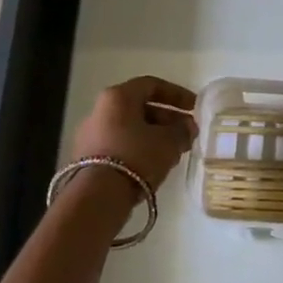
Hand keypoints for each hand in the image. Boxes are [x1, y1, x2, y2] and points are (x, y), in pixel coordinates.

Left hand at [71, 76, 198, 190]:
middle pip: (140, 107)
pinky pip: (120, 145)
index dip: (177, 94)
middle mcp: (100, 110)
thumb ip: (183, 130)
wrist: (97, 196)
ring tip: (175, 152)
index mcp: (118, 96)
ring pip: (130, 128)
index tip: (195, 107)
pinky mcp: (87, 158)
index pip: (152, 85)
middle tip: (188, 133)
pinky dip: (140, 149)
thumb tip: (187, 127)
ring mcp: (90, 135)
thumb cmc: (136, 156)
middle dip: (168, 119)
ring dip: (155, 136)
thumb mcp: (169, 142)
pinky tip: (155, 164)